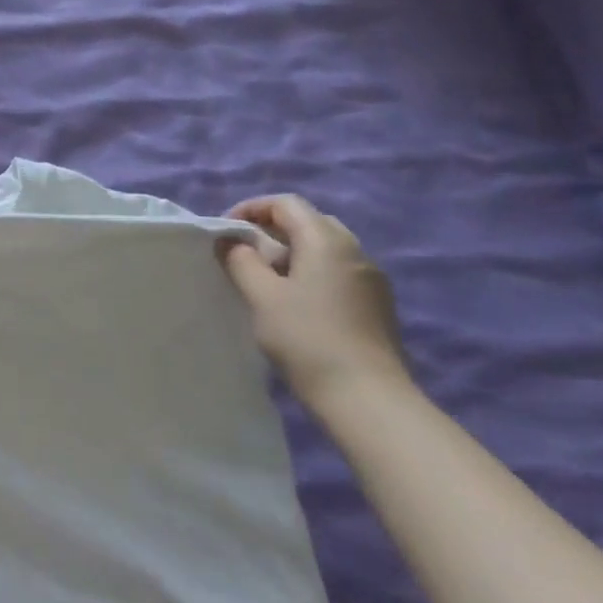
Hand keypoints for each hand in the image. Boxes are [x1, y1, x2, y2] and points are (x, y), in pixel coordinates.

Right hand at [219, 194, 409, 411]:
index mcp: (326, 241)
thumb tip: (231, 242)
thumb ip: (241, 260)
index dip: (251, 209)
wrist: (368, 398)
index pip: (286, 204)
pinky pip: (338, 271)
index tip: (226, 232)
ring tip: (266, 278)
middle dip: (272, 228)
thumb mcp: (261, 295)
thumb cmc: (306, 338)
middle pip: (309, 221)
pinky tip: (296, 301)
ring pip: (325, 247)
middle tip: (245, 252)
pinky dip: (311, 271)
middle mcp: (354, 251)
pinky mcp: (377, 304)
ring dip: (292, 251)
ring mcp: (371, 279)